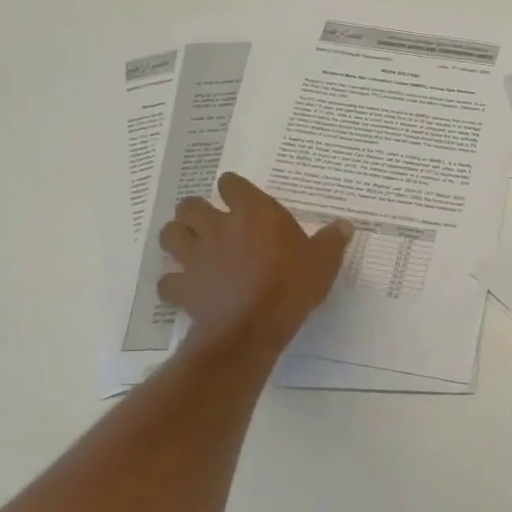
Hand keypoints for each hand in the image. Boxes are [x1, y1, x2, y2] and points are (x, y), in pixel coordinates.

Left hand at [157, 173, 352, 354]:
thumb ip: (332, 240)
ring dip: (178, 237)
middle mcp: (218, 227)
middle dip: (196, 210)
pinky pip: (167, 281)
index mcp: (253, 212)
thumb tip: (345, 225)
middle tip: (211, 221)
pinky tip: (186, 287)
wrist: (252, 327)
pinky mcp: (182, 288)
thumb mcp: (323, 260)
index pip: (231, 184)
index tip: (240, 197)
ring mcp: (195, 257)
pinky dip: (173, 282)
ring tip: (192, 246)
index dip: (233, 188)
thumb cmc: (291, 284)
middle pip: (190, 205)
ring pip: (170, 234)